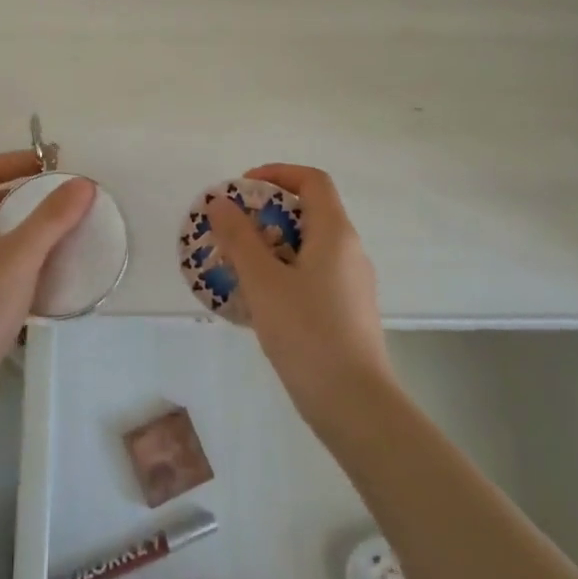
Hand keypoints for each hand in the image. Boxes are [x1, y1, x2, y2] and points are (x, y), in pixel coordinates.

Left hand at [0, 151, 95, 404]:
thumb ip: (52, 218)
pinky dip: (15, 257)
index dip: (17, 160)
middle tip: (62, 199)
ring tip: (59, 233)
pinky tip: (41, 274)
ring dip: (21, 227)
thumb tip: (82, 183)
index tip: (54, 165)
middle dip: (24, 194)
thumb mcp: (19, 257)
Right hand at [205, 163, 391, 423]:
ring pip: (309, 246)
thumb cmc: (308, 333)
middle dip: (267, 213)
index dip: (276, 173)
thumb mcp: (263, 281)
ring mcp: (352, 283)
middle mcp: (350, 251)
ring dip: (272, 245)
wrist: (355, 405)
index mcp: (335, 233)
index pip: (312, 180)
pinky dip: (284, 272)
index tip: (242, 189)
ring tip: (237, 266)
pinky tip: (260, 301)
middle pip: (310, 212)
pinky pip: (313, 274)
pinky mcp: (348, 311)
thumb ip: (240, 238)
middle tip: (231, 231)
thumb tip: (222, 203)